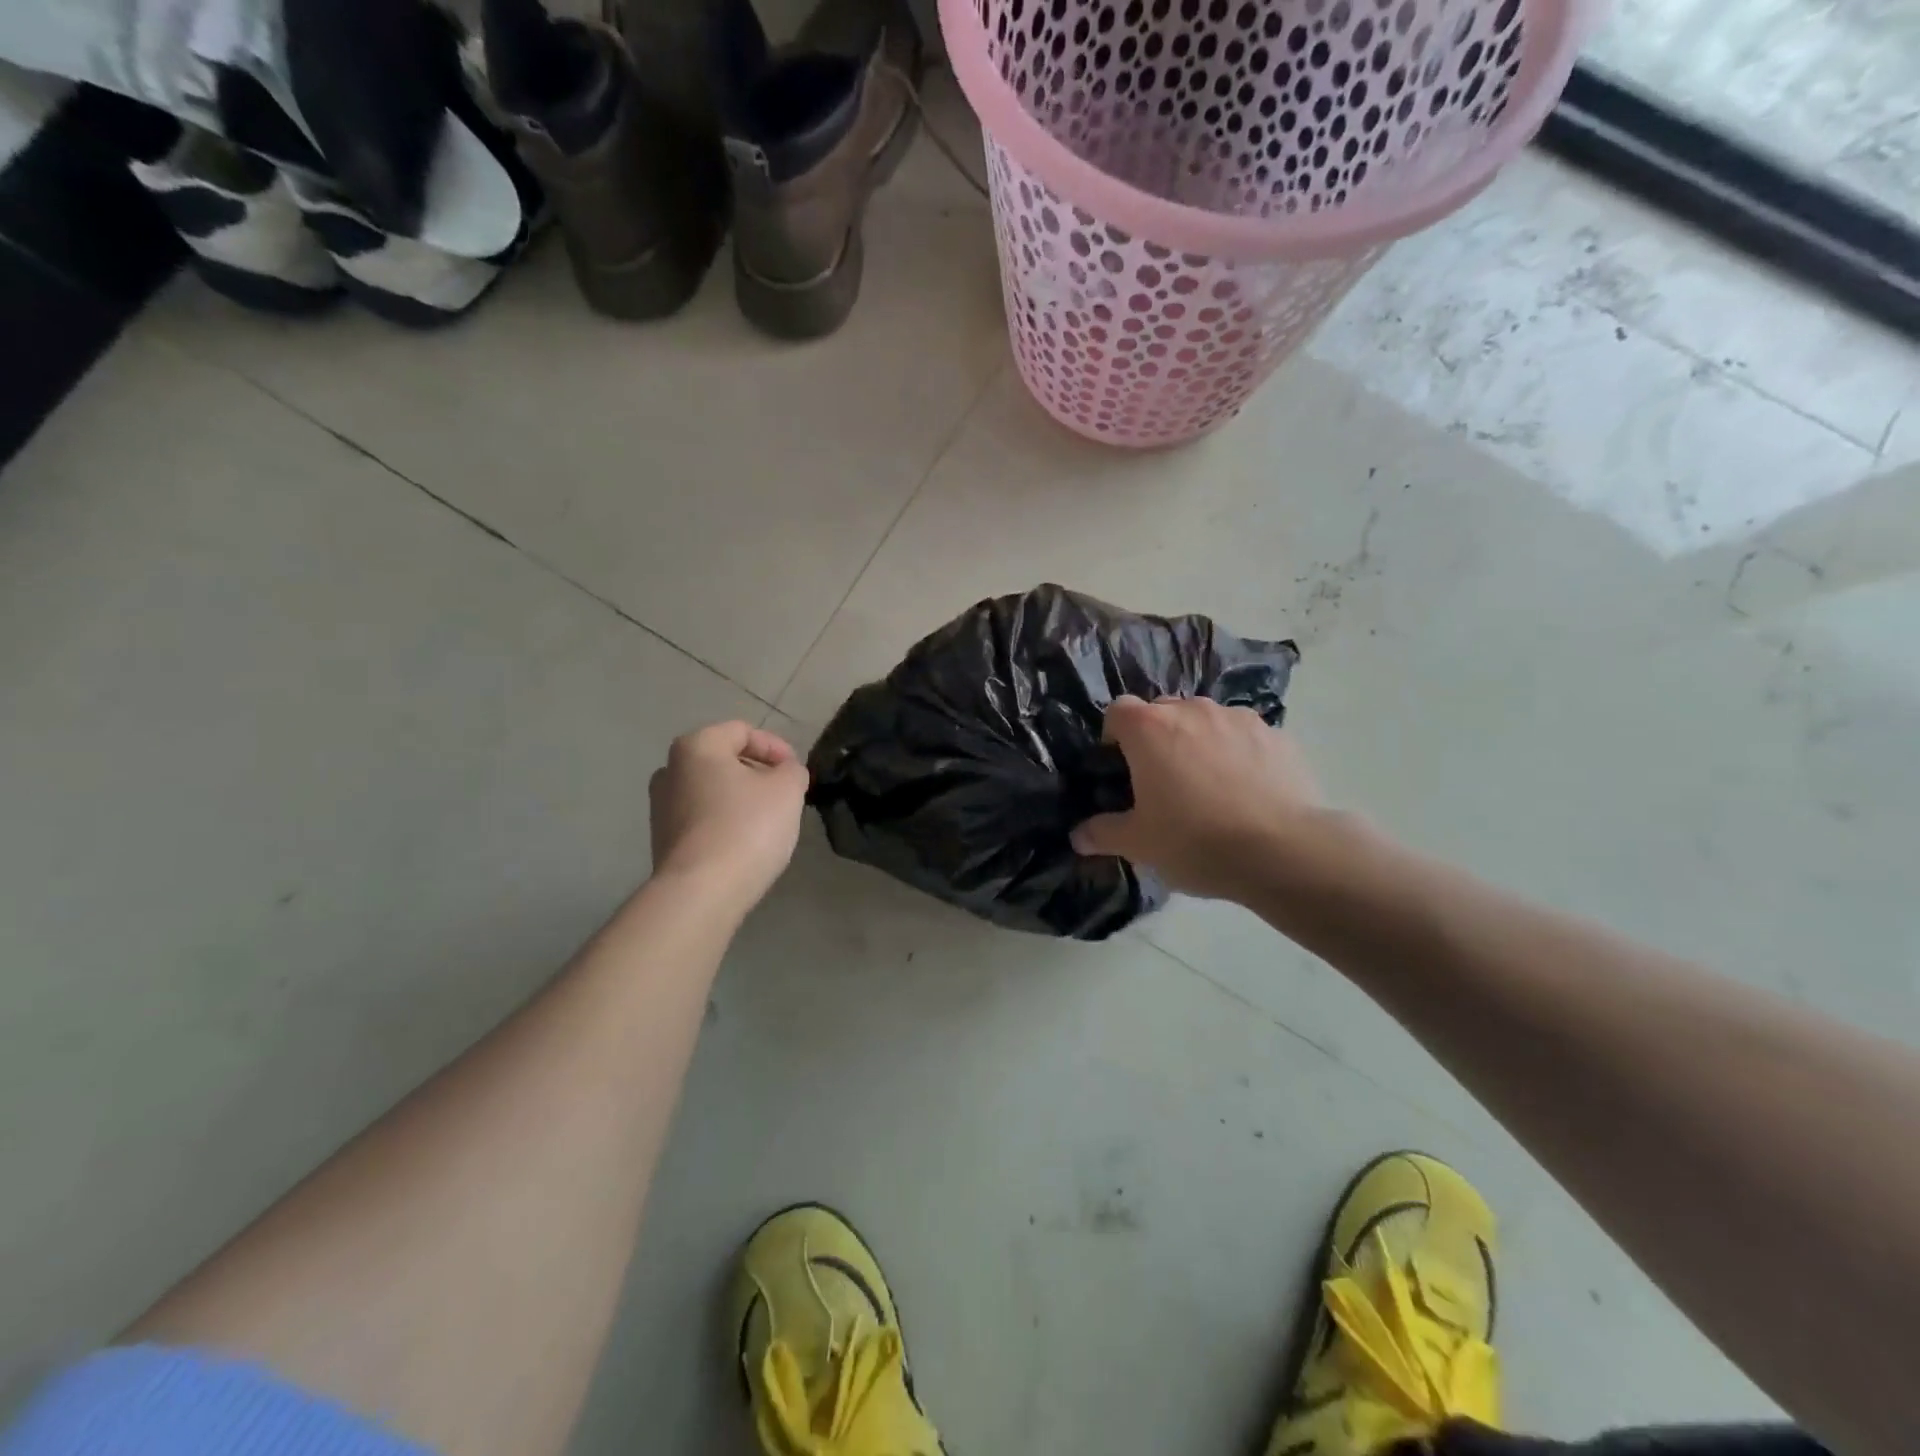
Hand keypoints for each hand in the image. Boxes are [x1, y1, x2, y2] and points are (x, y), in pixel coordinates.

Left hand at [649, 721, 808, 914]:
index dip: (777, 747)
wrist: (701, 892)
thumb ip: (792, 770)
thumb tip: (784, 773)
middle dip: (758, 773)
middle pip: (724, 760)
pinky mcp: (663, 840)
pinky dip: (726, 822)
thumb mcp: (788, 789)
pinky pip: (703, 819)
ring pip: (713, 791)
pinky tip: (746, 844)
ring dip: (742, 799)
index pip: (743, 731)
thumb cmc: (747, 827)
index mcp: (696, 746)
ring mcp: (661, 807)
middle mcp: (670, 770)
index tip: (796, 773)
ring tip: (769, 822)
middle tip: (785, 795)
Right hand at [1071, 695, 1321, 901]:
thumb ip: (1103, 833)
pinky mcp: (1278, 736)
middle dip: (1157, 738)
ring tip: (1209, 786)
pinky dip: (1238, 754)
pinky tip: (1246, 792)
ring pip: (1206, 721)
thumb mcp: (1139, 844)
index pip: (1117, 710)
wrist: (1284, 852)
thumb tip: (1078, 836)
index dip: (1113, 737)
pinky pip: (1244, 737)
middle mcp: (1192, 710)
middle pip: (1163, 712)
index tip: (1120, 768)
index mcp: (1150, 729)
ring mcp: (1239, 719)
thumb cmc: (1196, 841)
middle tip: (1162, 781)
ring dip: (1198, 742)